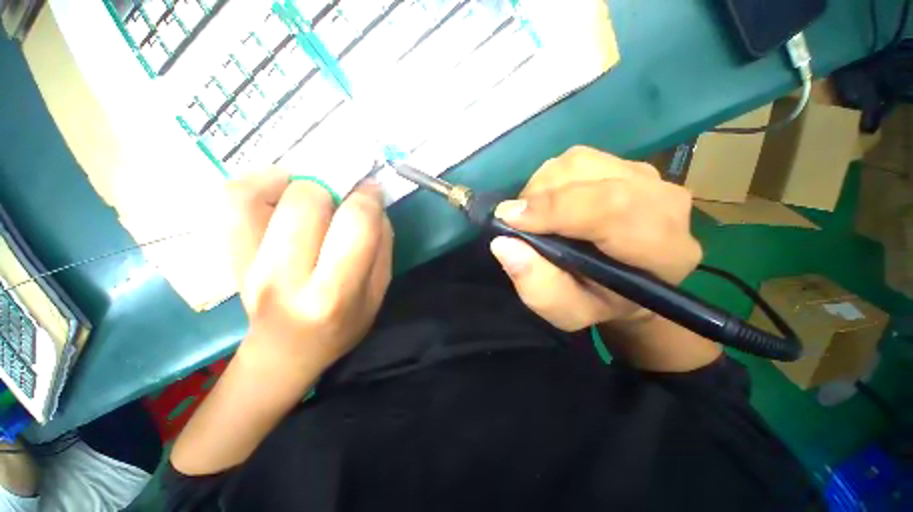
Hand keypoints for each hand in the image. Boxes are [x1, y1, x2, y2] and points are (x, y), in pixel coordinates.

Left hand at [225, 168, 392, 380]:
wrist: (287, 350)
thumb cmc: (342, 324)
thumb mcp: (378, 293)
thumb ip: (382, 246)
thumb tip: (373, 204)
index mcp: (334, 292)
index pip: (355, 223)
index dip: (368, 197)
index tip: (372, 191)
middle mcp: (285, 277)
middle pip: (305, 201)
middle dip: (331, 189)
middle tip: (340, 200)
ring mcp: (248, 266)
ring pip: (257, 193)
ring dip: (293, 181)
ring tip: (311, 193)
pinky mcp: (229, 256)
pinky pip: (231, 201)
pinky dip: (255, 182)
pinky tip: (279, 189)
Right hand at [489, 146, 701, 331]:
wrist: (626, 284)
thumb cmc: (598, 302)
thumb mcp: (566, 311)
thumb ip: (538, 286)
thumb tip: (503, 243)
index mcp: (662, 249)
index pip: (612, 208)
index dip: (554, 209)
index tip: (509, 219)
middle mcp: (664, 202)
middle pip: (589, 176)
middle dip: (539, 198)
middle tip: (517, 223)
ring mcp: (646, 176)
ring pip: (577, 162)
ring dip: (542, 189)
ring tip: (536, 218)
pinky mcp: (625, 165)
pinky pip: (576, 160)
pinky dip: (550, 181)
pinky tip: (550, 204)